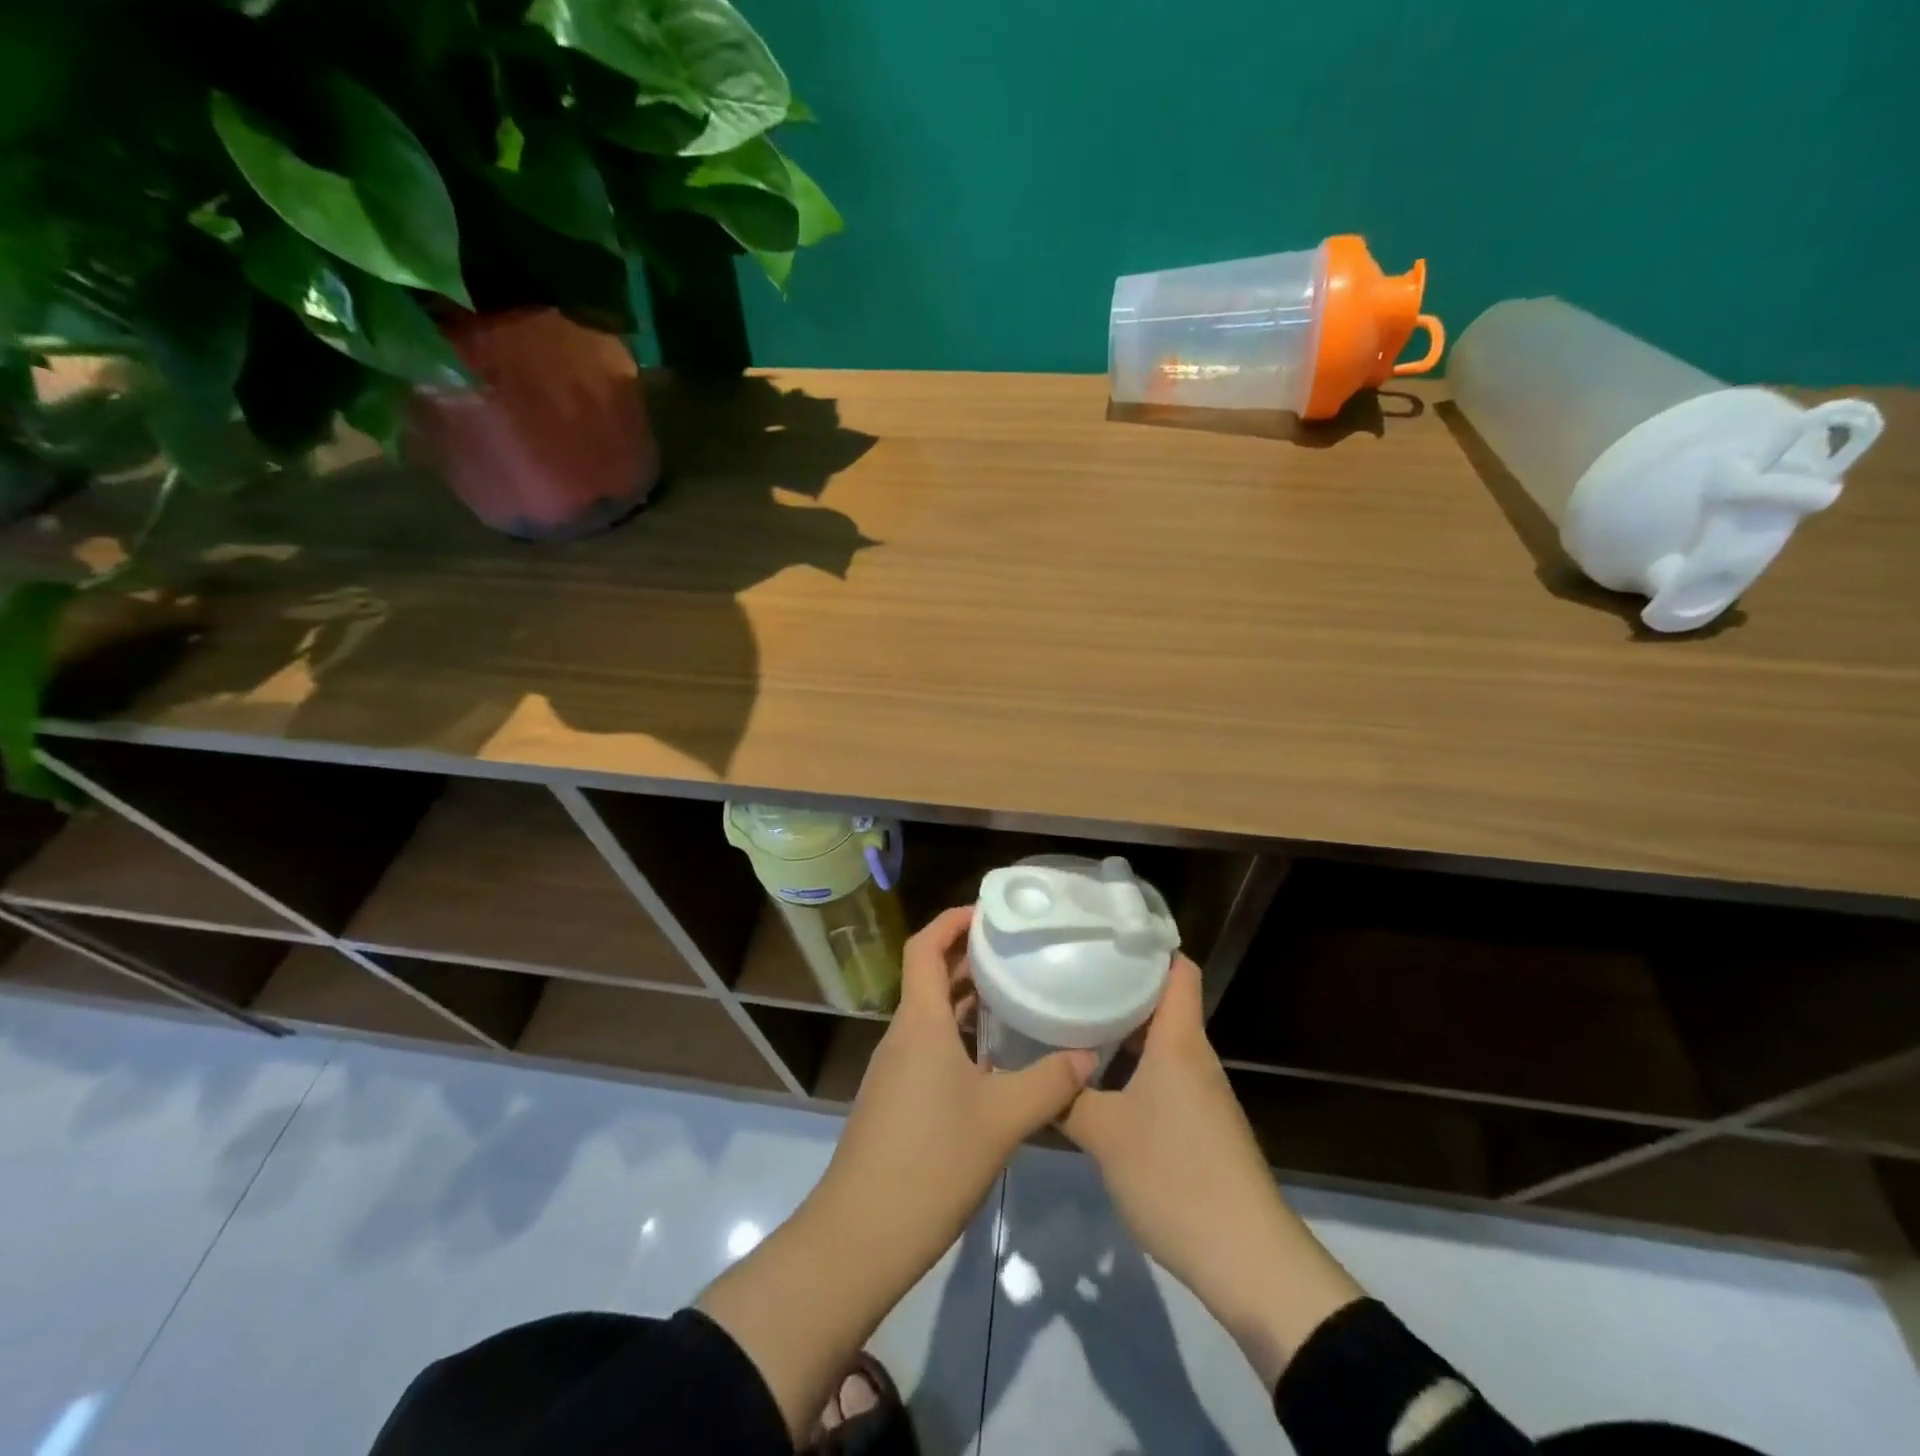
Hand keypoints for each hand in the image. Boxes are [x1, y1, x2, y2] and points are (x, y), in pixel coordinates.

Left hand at [701, 908, 1092, 1439]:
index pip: (924, 947)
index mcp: (920, 1023)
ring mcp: (896, 1068)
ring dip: (966, 998)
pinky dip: (960, 1036)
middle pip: (929, 976)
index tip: (988, 912)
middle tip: (1016, 948)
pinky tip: (996, 1058)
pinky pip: (930, 1047)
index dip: (951, 920)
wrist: (861, 1234)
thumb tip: (1087, 1054)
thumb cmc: (931, 1162)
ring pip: (931, 1015)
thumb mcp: (1002, 1120)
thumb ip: (1049, 1083)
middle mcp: (903, 1035)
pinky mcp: (897, 1099)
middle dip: (967, 956)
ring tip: (1014, 994)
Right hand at [1061, 954, 1362, 1386]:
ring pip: (1161, 1040)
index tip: (1103, 931)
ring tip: (1074, 1016)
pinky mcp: (1200, 1124)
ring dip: (1123, 1027)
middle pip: (1163, 1000)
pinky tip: (1098, 1076)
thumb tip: (1029, 1075)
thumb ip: (1064, 1100)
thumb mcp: (1104, 1136)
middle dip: (1120, 983)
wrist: (1246, 1258)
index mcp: (1179, 1041)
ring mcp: (1200, 1092)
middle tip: (1070, 971)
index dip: (1147, 944)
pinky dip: (1133, 1063)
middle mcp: (1194, 1057)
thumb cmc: (1175, 1176)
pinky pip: (1163, 1073)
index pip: (1177, 969)